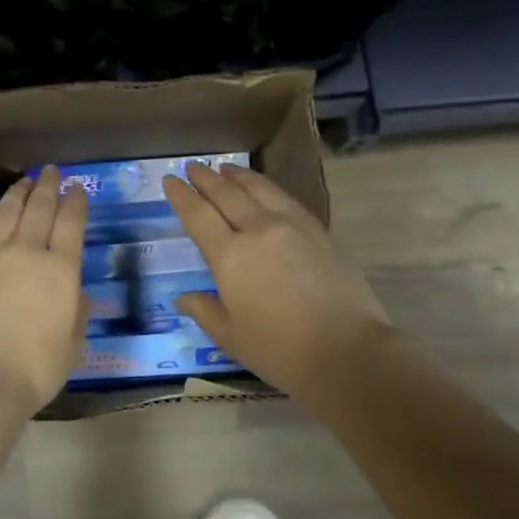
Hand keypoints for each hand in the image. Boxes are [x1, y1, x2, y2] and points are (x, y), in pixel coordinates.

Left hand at [0, 165, 88, 415]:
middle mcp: (27, 253)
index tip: (78, 189)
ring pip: (7, 212)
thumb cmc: (36, 369)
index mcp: (61, 271)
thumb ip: (76, 312)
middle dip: (48, 186)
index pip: (72, 223)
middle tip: (51, 171)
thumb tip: (74, 292)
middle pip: (39, 208)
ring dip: (18, 192)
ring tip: (24, 180)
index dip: (76, 202)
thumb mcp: (73, 343)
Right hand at [164, 164, 394, 397]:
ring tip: (225, 168)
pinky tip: (265, 190)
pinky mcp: (319, 231)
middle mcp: (258, 230)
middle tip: (192, 166)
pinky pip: (286, 199)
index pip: (198, 216)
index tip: (170, 180)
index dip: (182, 196)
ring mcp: (292, 226)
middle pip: (227, 194)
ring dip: (238, 176)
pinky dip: (267, 187)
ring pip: (259, 189)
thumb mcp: (231, 337)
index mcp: (230, 256)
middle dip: (206, 178)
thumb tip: (183, 298)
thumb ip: (205, 312)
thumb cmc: (280, 351)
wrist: (348, 351)